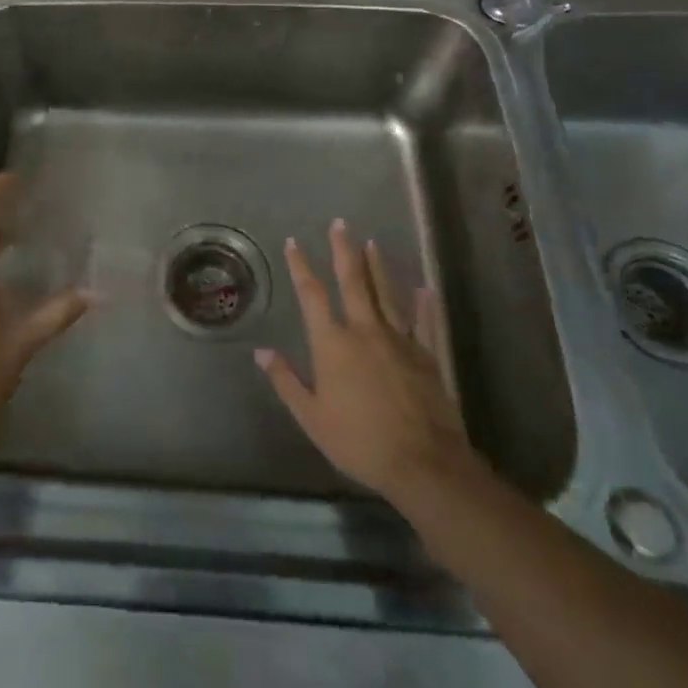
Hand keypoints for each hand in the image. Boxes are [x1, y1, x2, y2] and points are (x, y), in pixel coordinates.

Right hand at [256, 219, 475, 506]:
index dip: (301, 266)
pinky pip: (424, 323)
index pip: (312, 295)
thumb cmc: (359, 441)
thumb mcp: (312, 417)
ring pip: (387, 294)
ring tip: (372, 243)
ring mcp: (399, 340)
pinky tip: (424, 287)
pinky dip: (424, 304)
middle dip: (344, 250)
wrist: (422, 464)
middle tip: (340, 223)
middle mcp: (364, 331)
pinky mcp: (426, 355)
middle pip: (353, 281)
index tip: (294, 242)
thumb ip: (286, 381)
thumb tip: (261, 351)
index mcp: (333, 343)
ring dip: (378, 267)